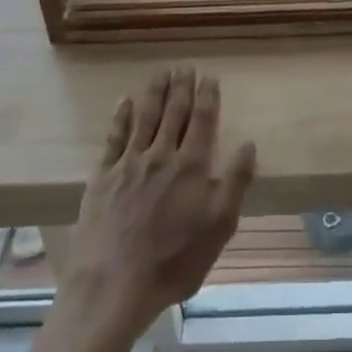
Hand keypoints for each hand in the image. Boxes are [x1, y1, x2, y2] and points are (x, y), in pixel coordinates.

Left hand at [63, 71, 255, 342]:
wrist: (112, 285)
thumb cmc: (173, 262)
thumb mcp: (219, 228)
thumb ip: (236, 183)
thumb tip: (248, 144)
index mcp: (192, 166)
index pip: (203, 120)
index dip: (208, 96)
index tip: (209, 76)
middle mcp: (162, 155)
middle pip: (174, 112)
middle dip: (182, 87)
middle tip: (185, 66)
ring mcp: (129, 163)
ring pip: (145, 116)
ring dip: (155, 92)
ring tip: (161, 72)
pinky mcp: (103, 176)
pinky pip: (114, 137)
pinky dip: (121, 116)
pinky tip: (125, 101)